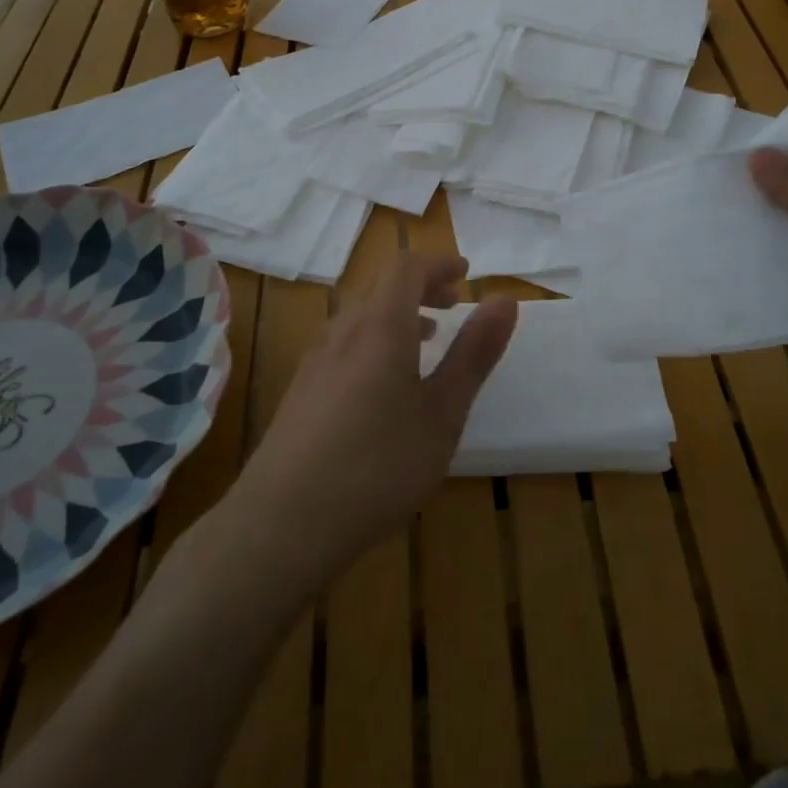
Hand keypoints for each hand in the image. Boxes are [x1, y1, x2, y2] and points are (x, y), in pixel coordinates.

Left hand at [239, 254, 515, 577]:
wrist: (283, 523)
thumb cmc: (378, 465)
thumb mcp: (443, 413)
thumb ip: (474, 353)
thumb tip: (504, 299)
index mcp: (380, 326)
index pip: (407, 268)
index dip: (439, 264)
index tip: (467, 275)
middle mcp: (343, 331)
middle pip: (381, 287)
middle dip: (421, 287)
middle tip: (452, 305)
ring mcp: (315, 360)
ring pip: (360, 315)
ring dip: (397, 314)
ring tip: (426, 340)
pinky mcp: (300, 390)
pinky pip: (343, 342)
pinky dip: (373, 339)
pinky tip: (383, 384)